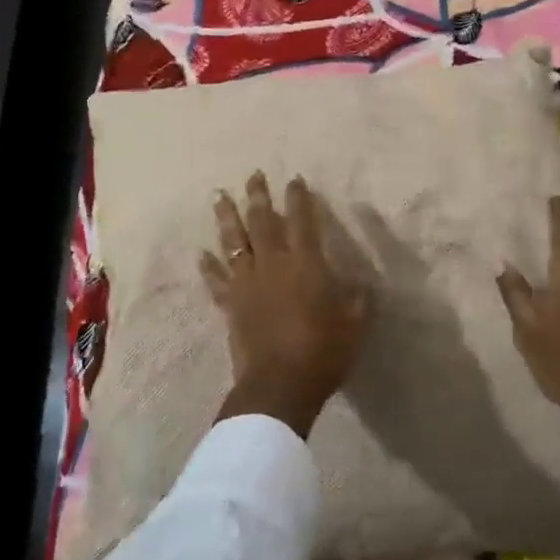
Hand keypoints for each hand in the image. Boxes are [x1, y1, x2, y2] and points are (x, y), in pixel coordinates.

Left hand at [200, 172, 371, 438]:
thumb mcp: (356, 322)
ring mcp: (246, 283)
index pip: (303, 220)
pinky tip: (200, 254)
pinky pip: (216, 280)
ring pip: (234, 242)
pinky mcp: (230, 304)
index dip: (299, 198)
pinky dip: (207, 266)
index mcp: (306, 263)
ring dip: (227, 217)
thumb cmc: (324, 350)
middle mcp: (273, 264)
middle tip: (253, 174)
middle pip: (263, 222)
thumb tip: (359, 283)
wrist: (280, 384)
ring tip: (219, 195)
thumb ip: (358, 298)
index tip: (295, 179)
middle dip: (259, 196)